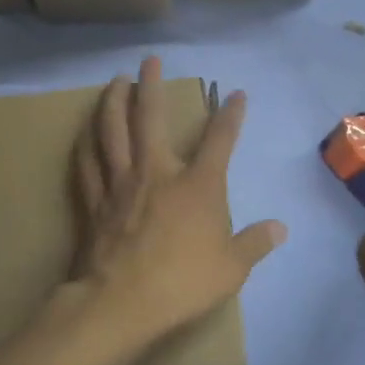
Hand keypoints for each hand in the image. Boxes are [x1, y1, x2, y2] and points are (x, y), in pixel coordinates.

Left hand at [70, 57, 286, 358]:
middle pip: (151, 118)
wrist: (120, 304)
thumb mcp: (231, 268)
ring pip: (111, 131)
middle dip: (152, 85)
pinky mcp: (94, 202)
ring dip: (113, 102)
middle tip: (149, 61)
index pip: (219, 141)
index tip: (237, 95)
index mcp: (196, 186)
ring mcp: (121, 184)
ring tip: (115, 81)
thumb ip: (255, 243)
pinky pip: (87, 163)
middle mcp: (156, 172)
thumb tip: (280, 228)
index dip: (230, 116)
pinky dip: (86, 143)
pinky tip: (85, 131)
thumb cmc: (182, 284)